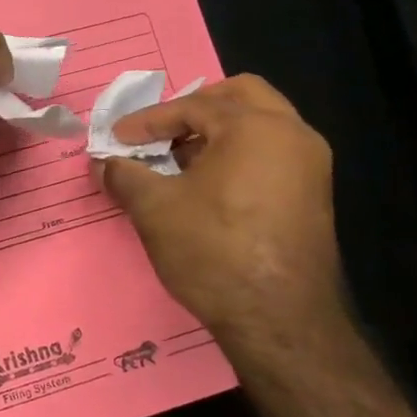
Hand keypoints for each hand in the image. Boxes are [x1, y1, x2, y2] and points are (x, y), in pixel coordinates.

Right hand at [100, 74, 346, 344]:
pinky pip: (270, 155)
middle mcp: (292, 134)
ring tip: (176, 160)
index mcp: (255, 127)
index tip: (116, 139)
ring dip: (217, 133)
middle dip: (194, 108)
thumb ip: (124, 175)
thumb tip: (103, 162)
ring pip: (260, 126)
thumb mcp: (154, 209)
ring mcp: (310, 166)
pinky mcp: (312, 196)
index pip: (193, 105)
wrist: (279, 318)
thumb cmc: (213, 251)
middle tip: (160, 130)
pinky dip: (237, 155)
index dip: (147, 121)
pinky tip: (205, 186)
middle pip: (240, 97)